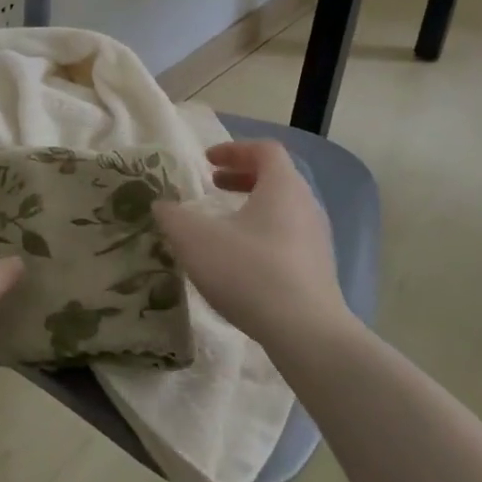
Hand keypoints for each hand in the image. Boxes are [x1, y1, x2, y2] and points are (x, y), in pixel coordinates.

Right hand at [153, 141, 343, 349]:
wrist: (306, 333)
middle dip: (241, 178)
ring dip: (252, 208)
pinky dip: (264, 236)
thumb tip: (162, 206)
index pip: (264, 150)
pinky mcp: (319, 271)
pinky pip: (289, 238)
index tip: (207, 161)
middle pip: (276, 178)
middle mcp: (306, 205)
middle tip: (213, 186)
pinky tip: (242, 262)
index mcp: (282, 186)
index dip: (234, 149)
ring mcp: (317, 240)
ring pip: (283, 210)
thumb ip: (172, 217)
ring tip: (224, 226)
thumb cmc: (249, 271)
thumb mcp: (195, 239)